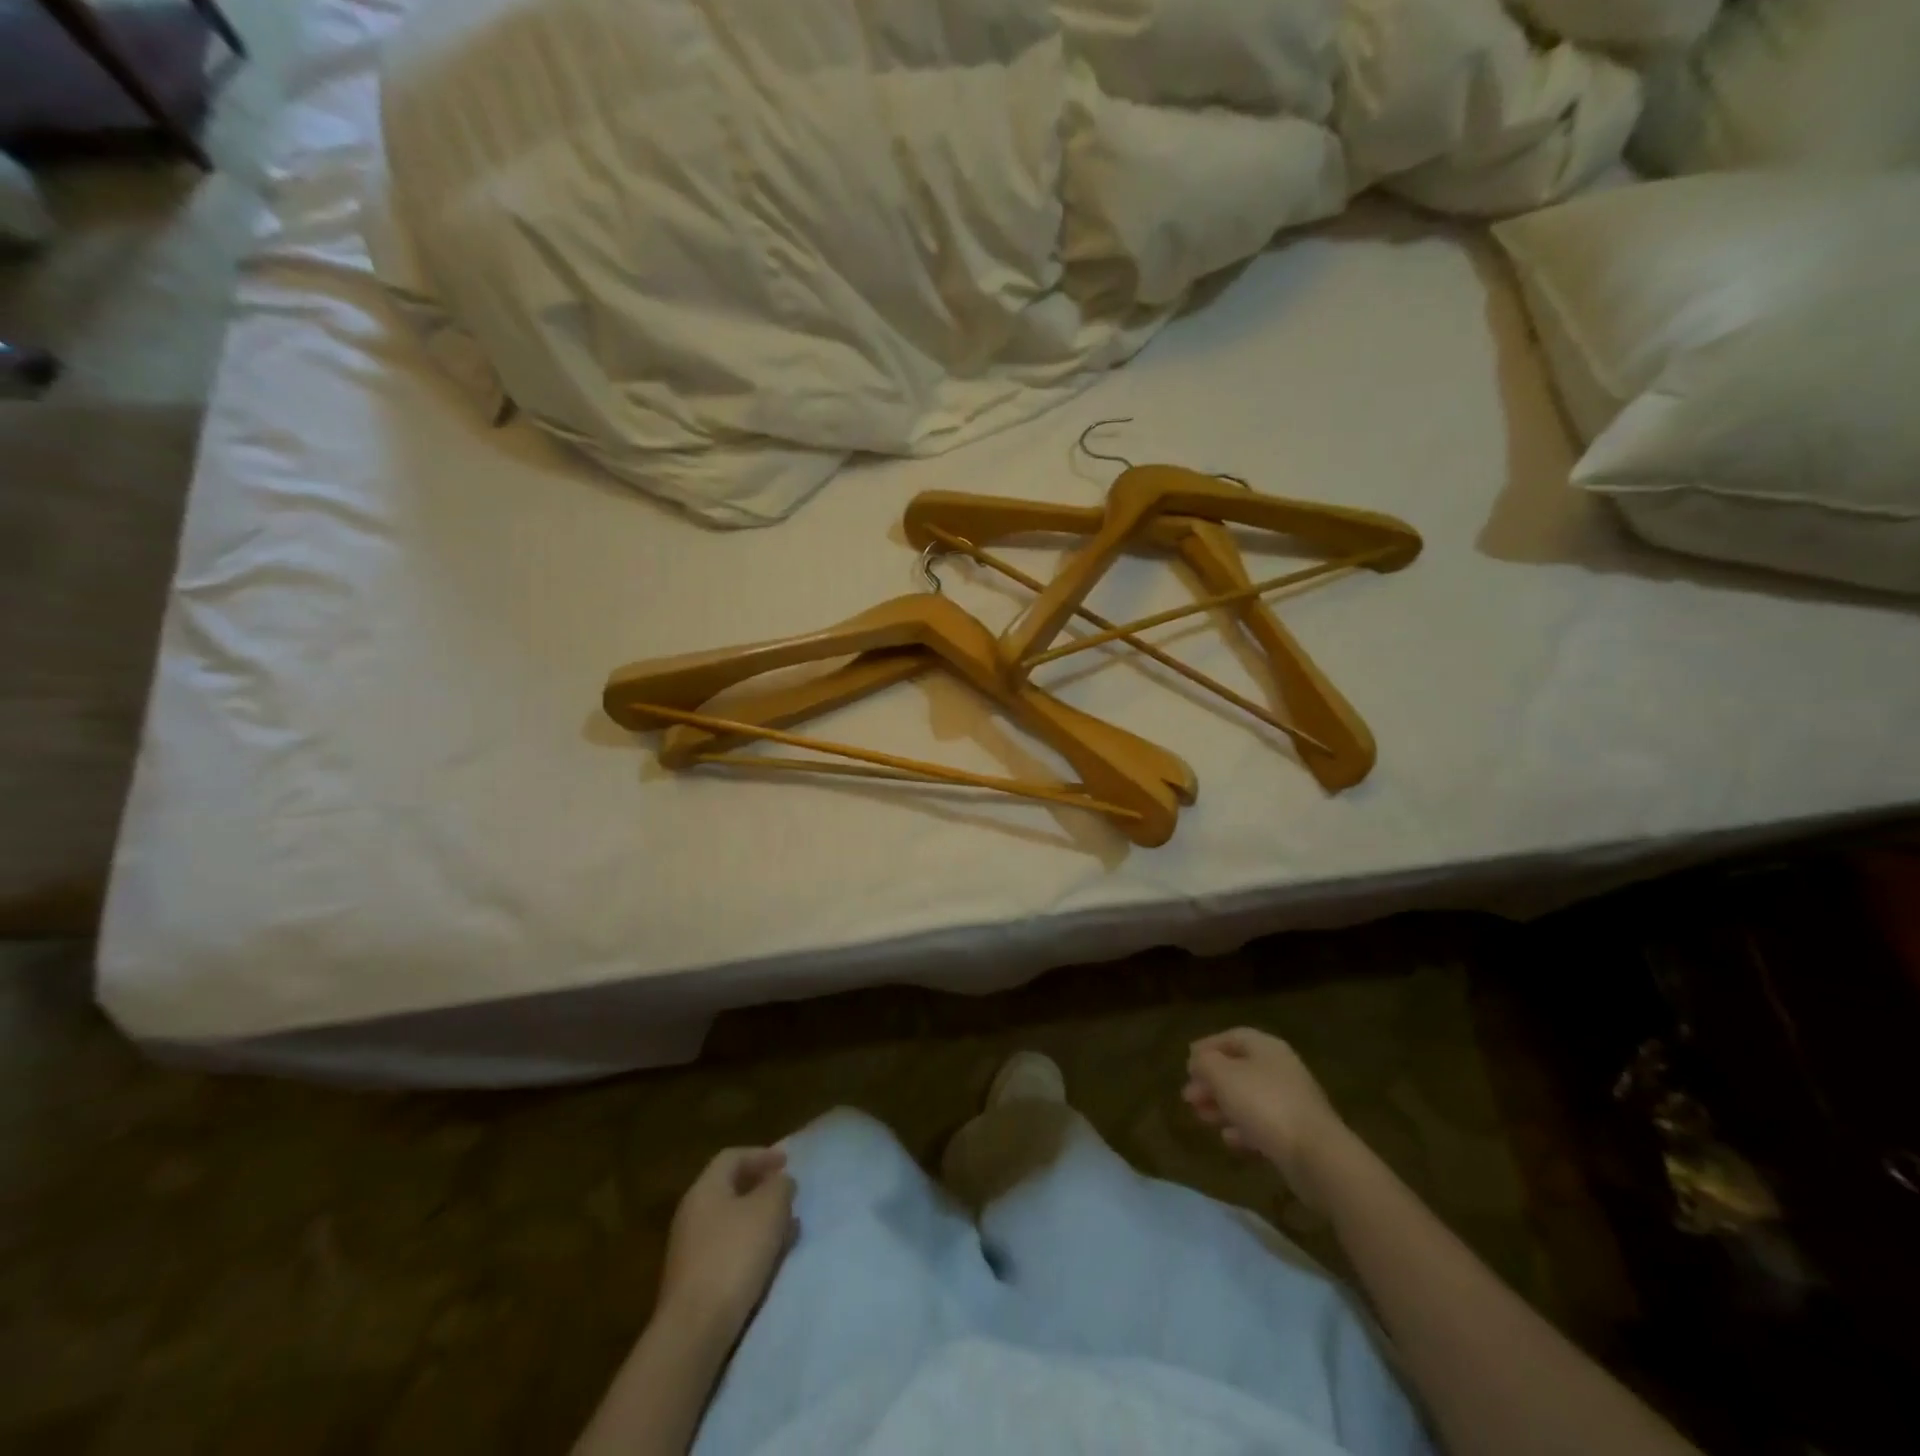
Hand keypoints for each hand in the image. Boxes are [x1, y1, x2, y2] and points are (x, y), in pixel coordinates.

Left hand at [658, 1148, 795, 1341]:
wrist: (694, 1331)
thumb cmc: (733, 1256)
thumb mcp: (769, 1210)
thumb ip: (779, 1187)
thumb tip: (780, 1182)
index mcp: (705, 1189)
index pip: (732, 1157)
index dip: (761, 1155)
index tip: (787, 1163)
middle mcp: (692, 1214)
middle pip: (730, 1189)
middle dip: (762, 1189)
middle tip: (788, 1196)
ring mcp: (689, 1250)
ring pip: (730, 1222)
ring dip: (759, 1220)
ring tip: (786, 1229)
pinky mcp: (693, 1282)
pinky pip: (726, 1250)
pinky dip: (749, 1246)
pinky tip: (768, 1260)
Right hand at [1184, 1029, 1348, 1208]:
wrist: (1317, 1156)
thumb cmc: (1264, 1104)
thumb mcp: (1223, 1076)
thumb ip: (1205, 1063)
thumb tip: (1199, 1061)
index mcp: (1267, 1048)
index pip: (1233, 1037)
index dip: (1208, 1047)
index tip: (1187, 1063)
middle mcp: (1281, 1069)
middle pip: (1239, 1069)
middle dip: (1211, 1081)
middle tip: (1188, 1096)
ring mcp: (1292, 1102)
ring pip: (1249, 1098)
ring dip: (1223, 1105)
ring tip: (1201, 1118)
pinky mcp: (1297, 1134)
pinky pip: (1263, 1124)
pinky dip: (1243, 1128)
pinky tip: (1229, 1139)